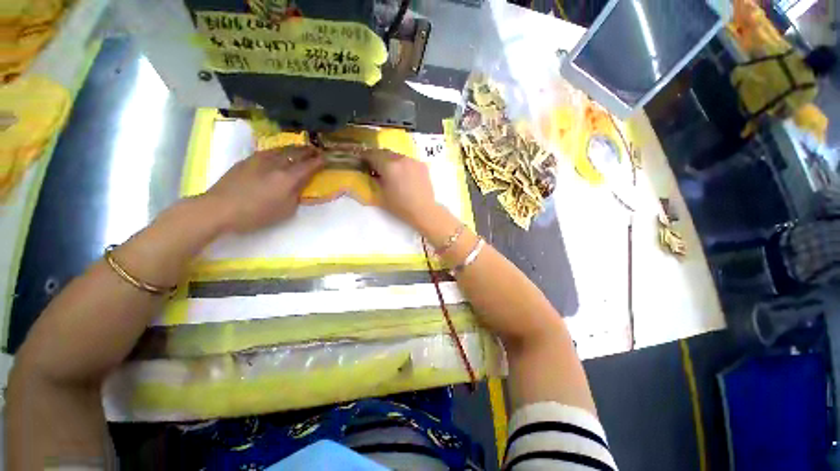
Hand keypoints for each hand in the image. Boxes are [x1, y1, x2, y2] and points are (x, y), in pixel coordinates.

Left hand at [204, 146, 323, 232]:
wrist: (219, 208)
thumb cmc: (256, 214)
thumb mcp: (285, 211)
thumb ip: (296, 195)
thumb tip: (299, 186)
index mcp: (288, 179)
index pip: (308, 166)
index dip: (319, 161)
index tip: (326, 158)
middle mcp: (276, 165)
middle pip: (296, 153)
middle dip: (308, 151)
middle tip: (316, 150)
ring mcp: (260, 160)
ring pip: (281, 149)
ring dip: (294, 148)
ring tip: (300, 148)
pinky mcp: (247, 160)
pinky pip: (269, 151)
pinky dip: (279, 150)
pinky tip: (279, 153)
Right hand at [361, 149, 439, 229]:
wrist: (423, 210)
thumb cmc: (400, 206)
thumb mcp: (381, 194)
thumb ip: (374, 180)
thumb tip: (372, 172)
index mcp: (388, 166)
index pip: (372, 154)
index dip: (364, 157)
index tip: (362, 162)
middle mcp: (400, 159)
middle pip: (384, 152)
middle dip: (378, 158)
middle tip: (375, 167)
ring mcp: (413, 160)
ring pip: (397, 155)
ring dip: (391, 160)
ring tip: (390, 172)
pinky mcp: (421, 164)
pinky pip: (408, 160)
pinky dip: (402, 165)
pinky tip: (404, 175)